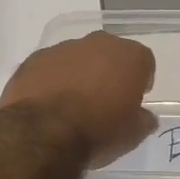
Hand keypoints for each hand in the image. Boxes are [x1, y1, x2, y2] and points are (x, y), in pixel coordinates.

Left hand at [0, 31, 156, 167]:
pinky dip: (51, 79)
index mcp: (129, 56)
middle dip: (109, 71)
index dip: (140, 80)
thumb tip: (145, 117)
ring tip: (72, 104)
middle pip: (110, 53)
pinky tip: (47, 103)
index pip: (144, 61)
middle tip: (104, 99)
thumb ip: (143, 120)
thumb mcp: (132, 135)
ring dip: (78, 74)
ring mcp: (63, 48)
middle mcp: (98, 43)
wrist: (43, 132)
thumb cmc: (98, 131)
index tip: (134, 99)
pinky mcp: (34, 59)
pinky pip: (50, 66)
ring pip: (78, 57)